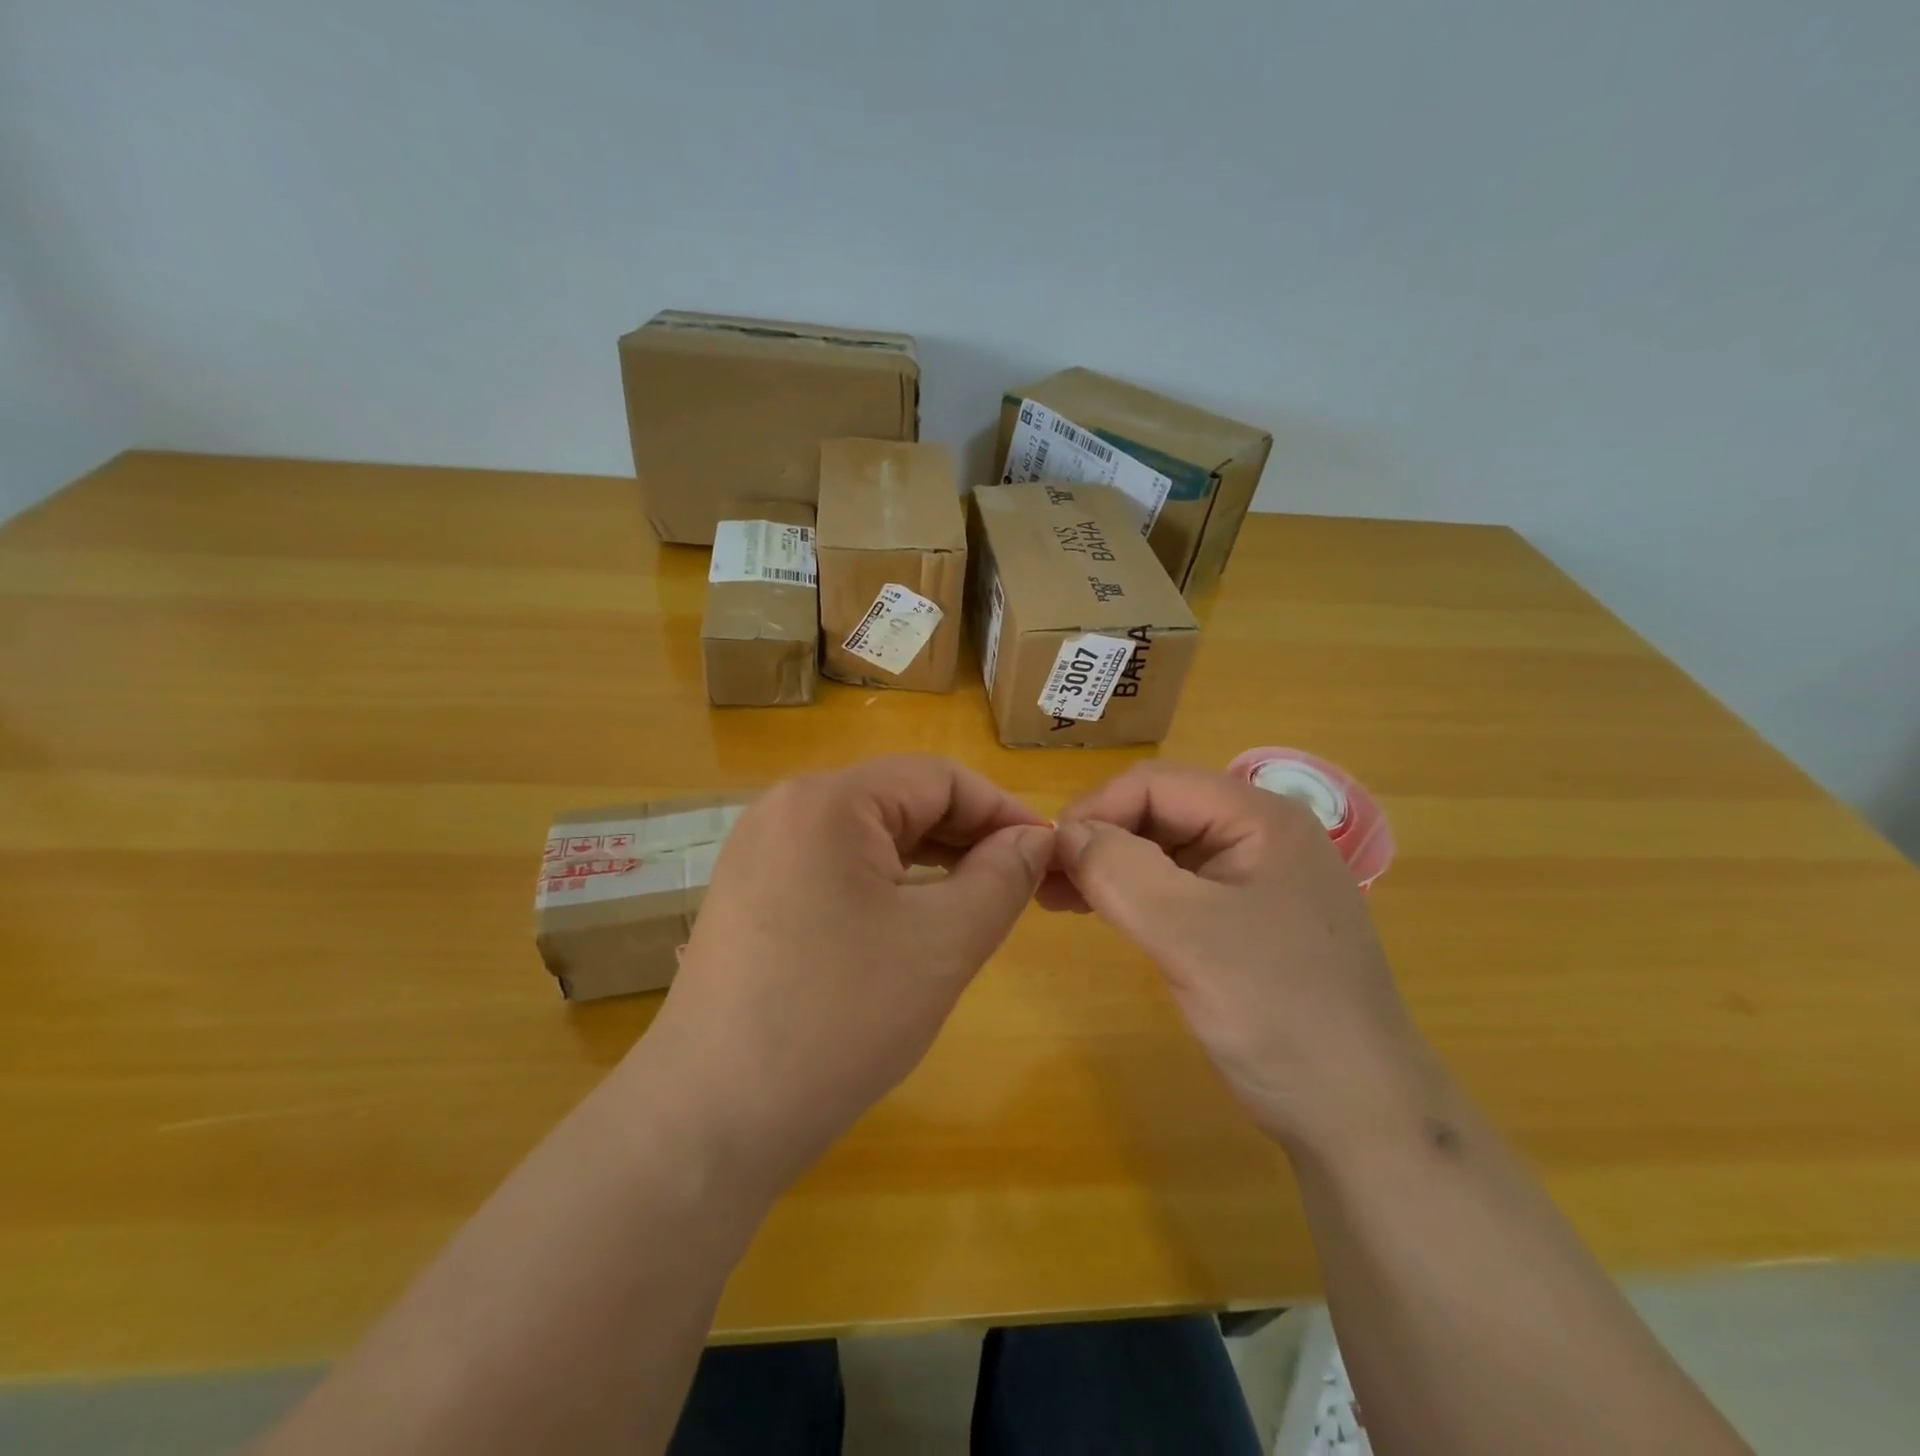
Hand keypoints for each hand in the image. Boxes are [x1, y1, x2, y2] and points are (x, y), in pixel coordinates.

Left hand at [641, 756, 1053, 1189]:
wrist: (709, 1121)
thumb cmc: (838, 1020)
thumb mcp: (943, 943)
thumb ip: (1003, 877)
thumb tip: (1036, 839)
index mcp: (828, 800)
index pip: (938, 778)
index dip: (1001, 811)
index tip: (1046, 856)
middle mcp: (786, 808)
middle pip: (900, 800)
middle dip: (966, 837)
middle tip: (1018, 886)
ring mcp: (760, 851)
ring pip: (868, 836)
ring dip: (930, 861)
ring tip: (975, 904)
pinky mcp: (750, 893)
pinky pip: (835, 867)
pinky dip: (885, 884)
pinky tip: (912, 922)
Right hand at [1047, 762, 1436, 1154]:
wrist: (1362, 1117)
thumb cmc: (1279, 1013)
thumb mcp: (1189, 935)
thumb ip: (1120, 870)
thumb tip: (1063, 834)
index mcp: (1259, 818)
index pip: (1155, 784)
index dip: (1095, 811)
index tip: (1047, 857)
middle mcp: (1260, 834)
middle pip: (1159, 812)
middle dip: (1099, 840)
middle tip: (1045, 882)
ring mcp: (1256, 878)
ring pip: (1164, 850)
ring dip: (1110, 867)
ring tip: (1059, 898)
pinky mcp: (1247, 918)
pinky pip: (1178, 887)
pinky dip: (1134, 894)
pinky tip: (1101, 912)